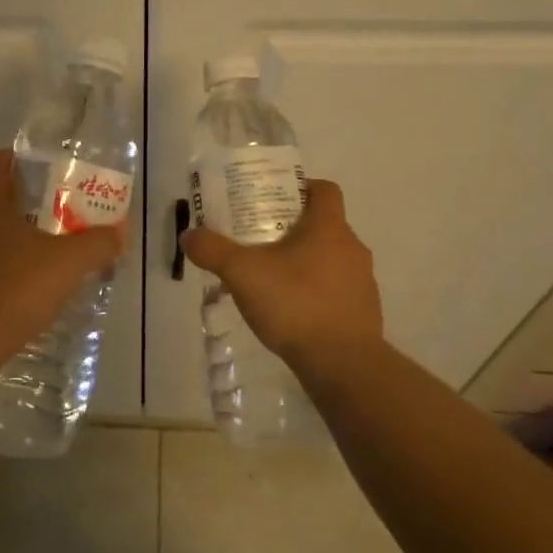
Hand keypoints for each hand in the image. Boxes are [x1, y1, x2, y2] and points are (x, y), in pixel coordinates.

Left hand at [0, 151, 127, 355]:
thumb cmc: (16, 289)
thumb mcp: (69, 264)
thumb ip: (98, 244)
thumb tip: (120, 231)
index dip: (8, 160)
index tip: (28, 167)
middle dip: (16, 217)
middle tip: (47, 232)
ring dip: (0, 254)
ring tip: (31, 275)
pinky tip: (9, 308)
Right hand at [179, 179, 382, 366]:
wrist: (342, 364)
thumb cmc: (295, 304)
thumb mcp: (242, 274)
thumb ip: (213, 251)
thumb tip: (189, 235)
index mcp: (329, 227)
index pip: (324, 189)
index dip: (300, 188)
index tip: (272, 201)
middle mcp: (352, 247)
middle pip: (324, 225)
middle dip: (292, 230)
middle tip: (258, 242)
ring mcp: (362, 282)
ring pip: (330, 259)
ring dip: (304, 263)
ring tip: (270, 280)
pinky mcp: (363, 312)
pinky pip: (335, 290)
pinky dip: (314, 293)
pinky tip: (289, 312)